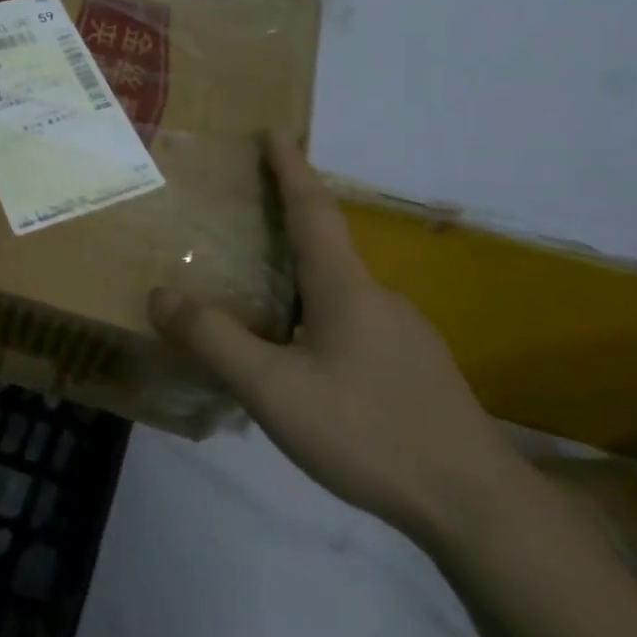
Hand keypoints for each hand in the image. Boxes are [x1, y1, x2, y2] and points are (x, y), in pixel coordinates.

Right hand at [148, 134, 524, 543]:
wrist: (476, 505)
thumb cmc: (369, 432)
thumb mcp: (274, 389)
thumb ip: (214, 340)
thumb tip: (160, 295)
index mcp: (346, 289)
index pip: (313, 211)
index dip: (291, 169)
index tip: (274, 131)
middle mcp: (379, 299)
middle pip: (326, 248)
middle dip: (288, 224)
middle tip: (244, 220)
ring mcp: (403, 336)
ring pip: (339, 293)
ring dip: (300, 280)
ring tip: (258, 301)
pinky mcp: (414, 370)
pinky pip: (353, 326)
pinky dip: (317, 319)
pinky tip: (302, 363)